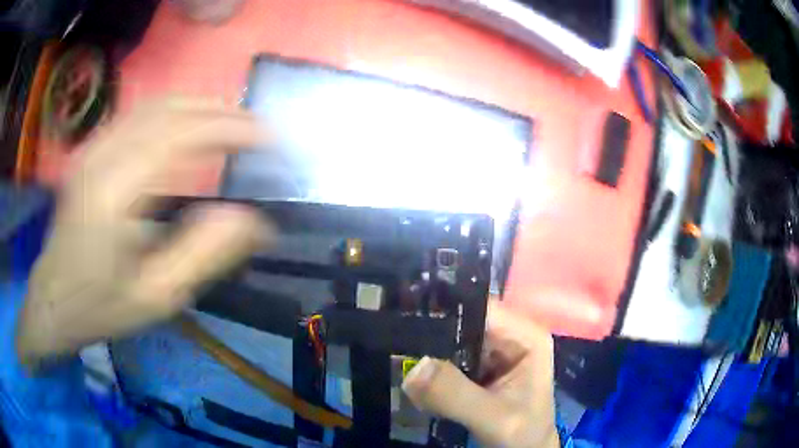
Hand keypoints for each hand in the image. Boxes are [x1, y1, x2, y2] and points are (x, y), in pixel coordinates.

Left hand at [16, 98, 270, 367]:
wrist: (53, 300)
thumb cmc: (101, 306)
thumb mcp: (157, 297)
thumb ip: (204, 254)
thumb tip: (254, 220)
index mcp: (115, 192)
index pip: (180, 135)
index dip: (229, 128)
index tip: (268, 136)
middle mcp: (101, 156)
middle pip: (168, 109)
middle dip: (219, 111)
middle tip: (256, 126)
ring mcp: (92, 148)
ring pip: (153, 105)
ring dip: (198, 105)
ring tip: (231, 121)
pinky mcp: (90, 150)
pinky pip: (137, 114)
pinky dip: (172, 111)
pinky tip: (188, 124)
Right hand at [402, 303, 557, 447]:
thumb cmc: (523, 435)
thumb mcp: (495, 418)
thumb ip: (456, 395)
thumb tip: (412, 368)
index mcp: (526, 336)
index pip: (481, 309)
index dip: (444, 310)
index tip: (404, 319)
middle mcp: (510, 337)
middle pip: (463, 323)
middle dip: (430, 335)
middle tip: (393, 344)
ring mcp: (494, 353)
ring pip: (452, 341)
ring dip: (426, 354)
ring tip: (395, 359)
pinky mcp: (479, 370)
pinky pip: (448, 361)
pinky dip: (430, 371)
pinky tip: (410, 376)